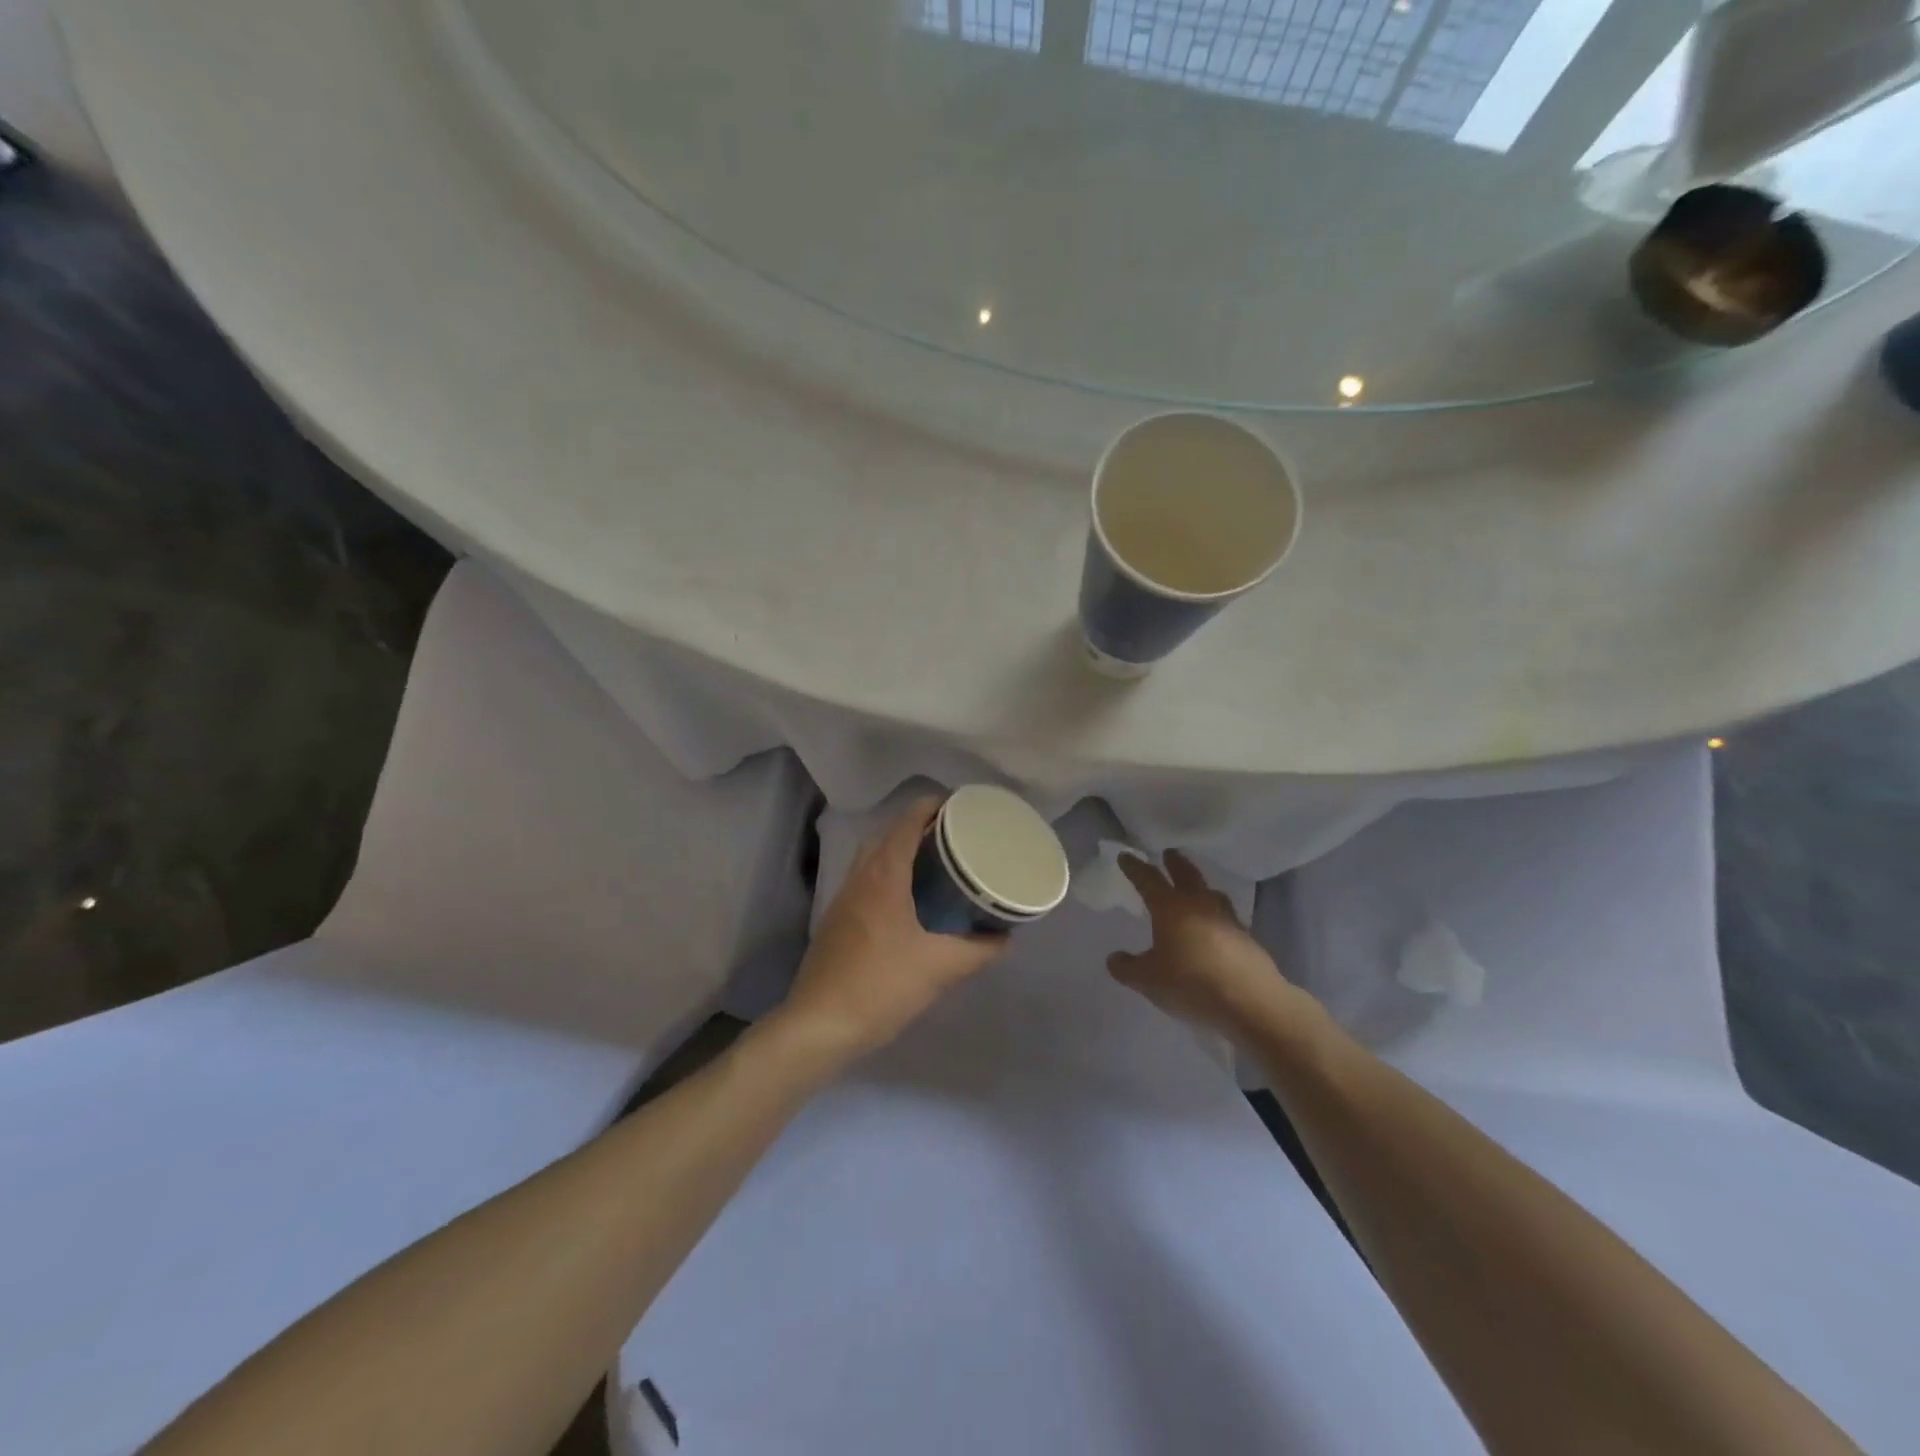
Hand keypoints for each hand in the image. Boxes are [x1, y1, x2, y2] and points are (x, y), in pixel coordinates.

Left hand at [772, 797, 1006, 1066]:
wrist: (819, 1025)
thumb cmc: (881, 986)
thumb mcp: (939, 969)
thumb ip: (978, 951)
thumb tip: (1006, 937)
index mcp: (883, 876)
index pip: (906, 822)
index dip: (932, 806)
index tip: (961, 806)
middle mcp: (860, 878)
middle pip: (889, 834)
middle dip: (920, 826)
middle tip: (955, 835)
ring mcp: (844, 899)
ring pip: (874, 858)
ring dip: (901, 850)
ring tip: (936, 862)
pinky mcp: (837, 920)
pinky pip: (866, 880)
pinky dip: (889, 874)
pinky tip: (909, 900)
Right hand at [1106, 851, 1314, 1037]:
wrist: (1251, 1002)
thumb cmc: (1191, 983)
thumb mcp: (1148, 981)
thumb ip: (1127, 968)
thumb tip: (1114, 958)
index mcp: (1170, 908)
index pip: (1148, 879)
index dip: (1135, 868)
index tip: (1126, 856)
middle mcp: (1199, 905)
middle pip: (1186, 875)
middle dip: (1175, 863)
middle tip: (1169, 853)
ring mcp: (1227, 920)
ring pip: (1211, 893)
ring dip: (1200, 886)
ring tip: (1196, 888)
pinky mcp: (1247, 939)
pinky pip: (1227, 917)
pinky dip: (1216, 914)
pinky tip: (1215, 927)